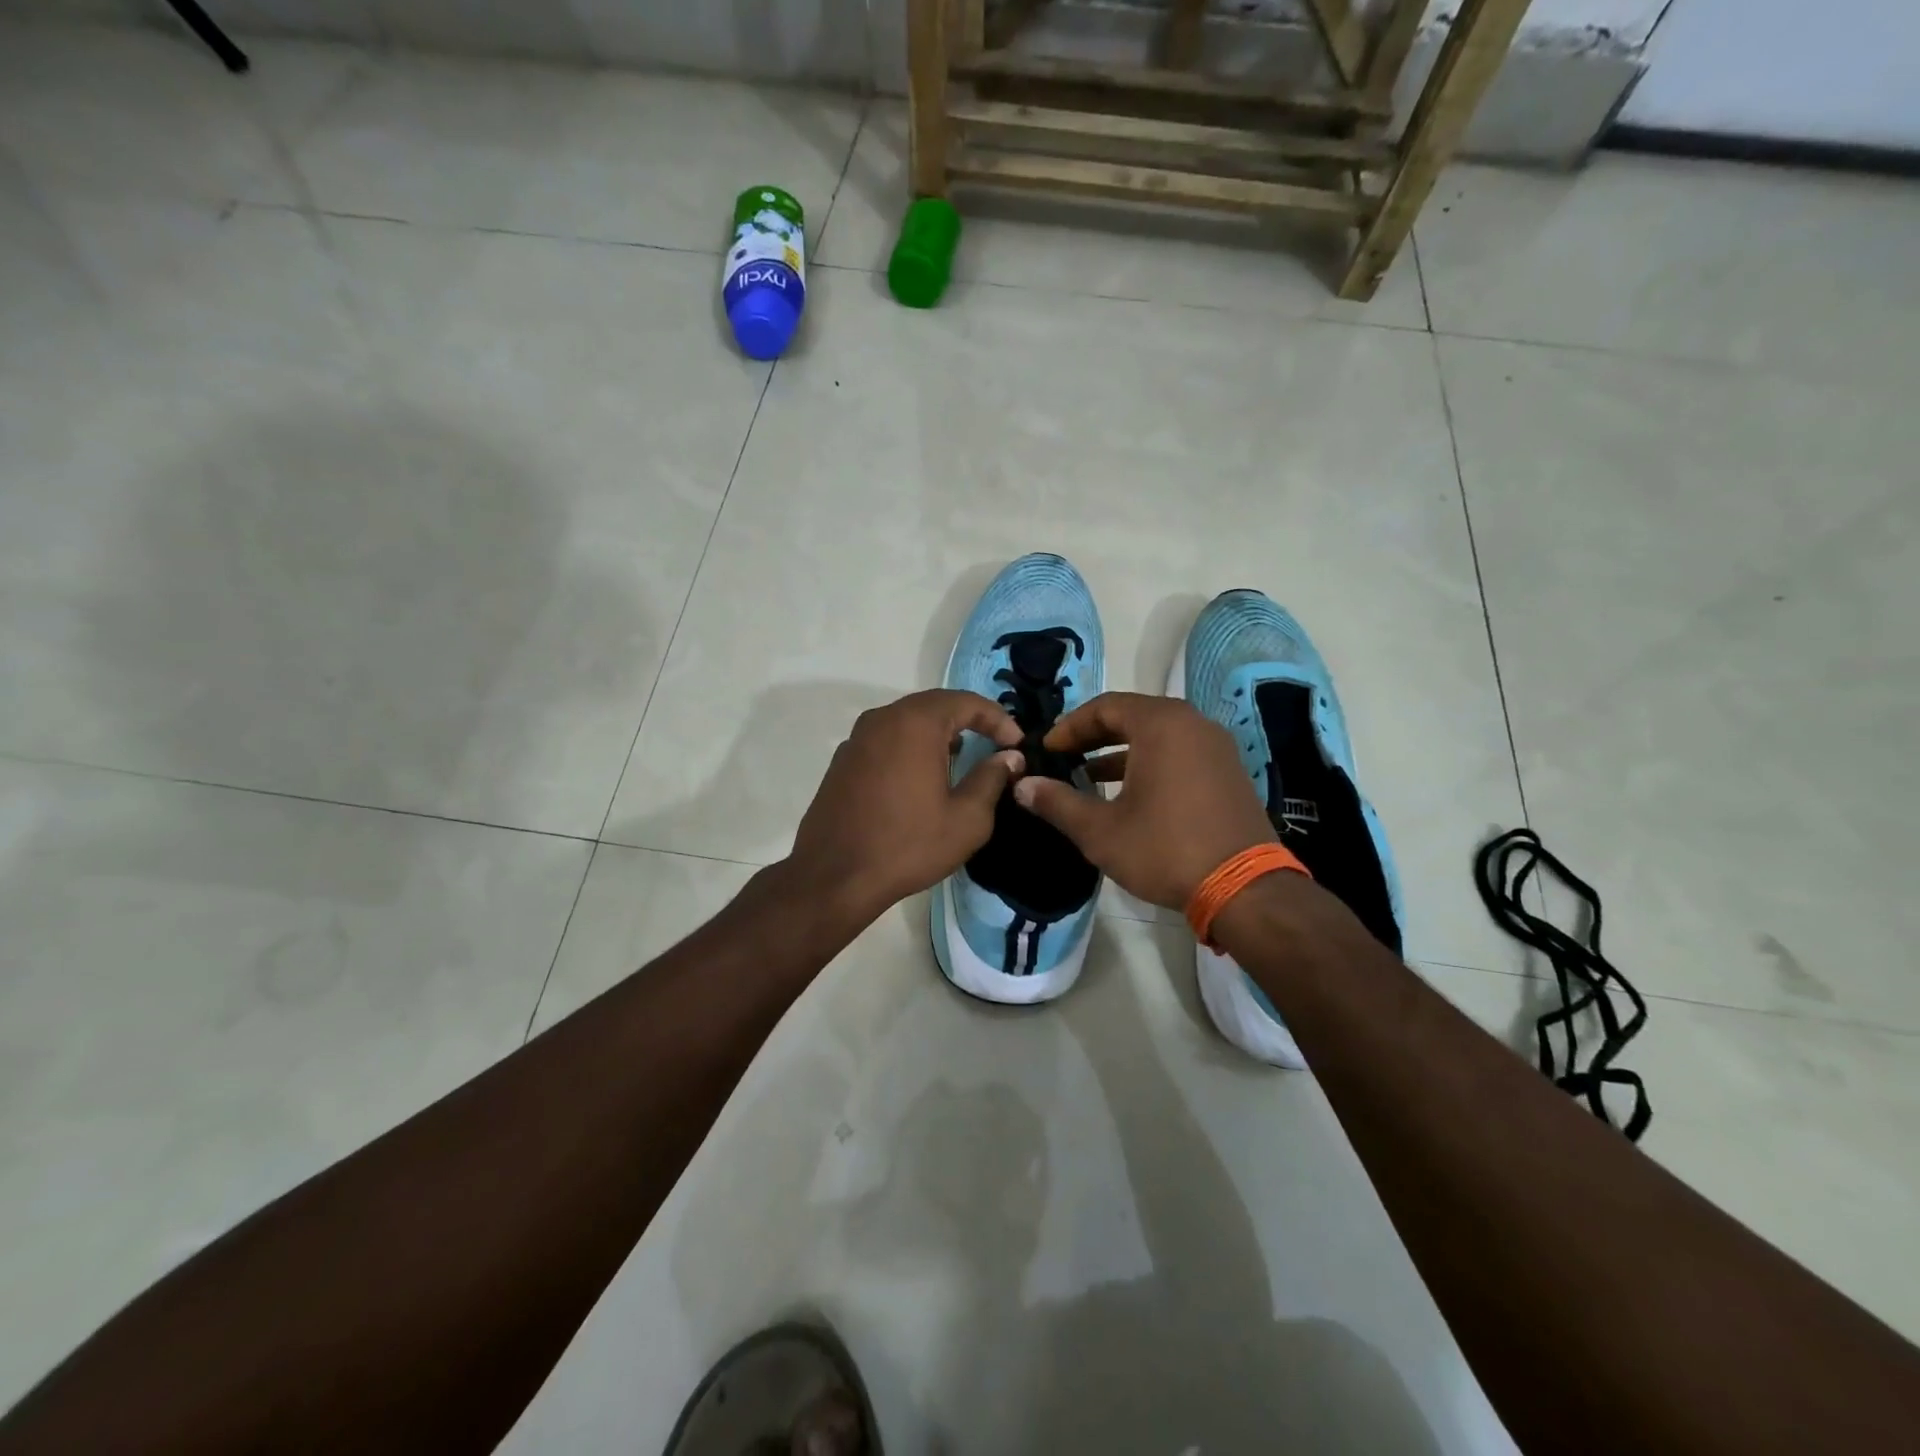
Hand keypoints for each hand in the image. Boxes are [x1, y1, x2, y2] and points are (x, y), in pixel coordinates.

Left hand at [788, 689, 1025, 924]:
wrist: (833, 877)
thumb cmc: (907, 845)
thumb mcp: (966, 819)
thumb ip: (991, 779)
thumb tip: (1008, 757)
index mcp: (915, 723)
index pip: (966, 702)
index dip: (998, 718)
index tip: (1017, 743)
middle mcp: (882, 719)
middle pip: (934, 706)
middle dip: (968, 721)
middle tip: (994, 745)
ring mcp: (857, 738)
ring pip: (907, 721)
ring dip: (938, 734)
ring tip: (960, 759)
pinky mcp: (843, 761)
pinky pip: (886, 740)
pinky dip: (911, 747)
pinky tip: (921, 778)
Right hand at [1013, 692, 1273, 911]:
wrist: (1245, 890)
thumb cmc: (1165, 849)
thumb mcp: (1100, 830)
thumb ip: (1057, 802)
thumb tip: (1022, 785)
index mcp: (1161, 725)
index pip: (1104, 707)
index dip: (1070, 727)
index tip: (1047, 750)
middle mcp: (1193, 724)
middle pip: (1132, 716)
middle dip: (1093, 736)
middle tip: (1064, 757)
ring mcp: (1216, 747)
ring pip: (1158, 735)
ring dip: (1120, 751)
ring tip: (1088, 775)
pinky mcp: (1229, 772)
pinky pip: (1180, 752)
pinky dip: (1150, 763)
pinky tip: (1130, 794)